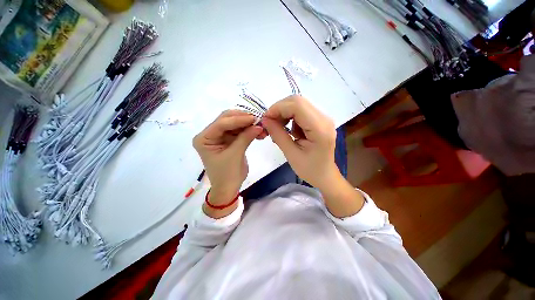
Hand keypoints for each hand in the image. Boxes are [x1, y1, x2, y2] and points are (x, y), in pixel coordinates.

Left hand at [193, 110, 264, 208]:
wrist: (229, 188)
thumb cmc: (227, 175)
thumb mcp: (235, 155)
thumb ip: (246, 137)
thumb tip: (259, 125)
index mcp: (204, 138)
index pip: (221, 124)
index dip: (238, 119)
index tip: (254, 118)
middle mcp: (210, 134)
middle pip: (227, 120)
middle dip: (244, 120)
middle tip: (259, 120)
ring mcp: (220, 136)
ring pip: (235, 124)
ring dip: (248, 125)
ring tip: (262, 128)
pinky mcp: (229, 140)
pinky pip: (240, 131)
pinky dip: (249, 131)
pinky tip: (259, 133)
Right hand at [262, 96, 363, 217]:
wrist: (325, 175)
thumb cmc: (309, 169)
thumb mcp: (291, 154)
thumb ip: (278, 135)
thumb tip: (265, 120)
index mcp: (320, 128)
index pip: (297, 106)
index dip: (278, 108)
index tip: (266, 119)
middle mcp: (324, 118)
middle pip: (298, 101)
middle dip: (280, 109)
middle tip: (270, 123)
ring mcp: (323, 118)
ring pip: (298, 104)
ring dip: (284, 113)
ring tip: (279, 128)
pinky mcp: (319, 120)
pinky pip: (301, 111)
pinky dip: (290, 117)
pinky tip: (289, 130)